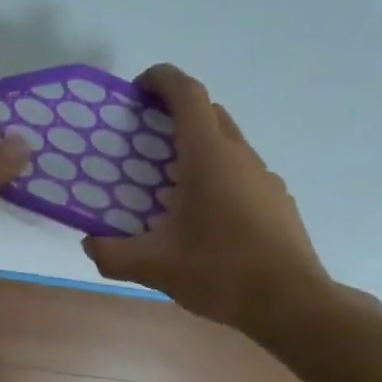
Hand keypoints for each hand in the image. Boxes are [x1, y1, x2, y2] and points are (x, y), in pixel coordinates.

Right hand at [82, 65, 329, 329]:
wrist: (291, 302)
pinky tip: (207, 216)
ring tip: (172, 182)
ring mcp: (264, 176)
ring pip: (228, 142)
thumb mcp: (156, 266)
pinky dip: (219, 174)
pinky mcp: (277, 200)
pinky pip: (242, 171)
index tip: (137, 90)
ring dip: (198, 146)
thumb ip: (113, 254)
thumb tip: (90, 244)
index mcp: (208, 156)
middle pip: (208, 112)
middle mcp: (240, 155)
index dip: (161, 79)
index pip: (187, 92)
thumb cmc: (221, 272)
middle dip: (176, 112)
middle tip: (146, 137)